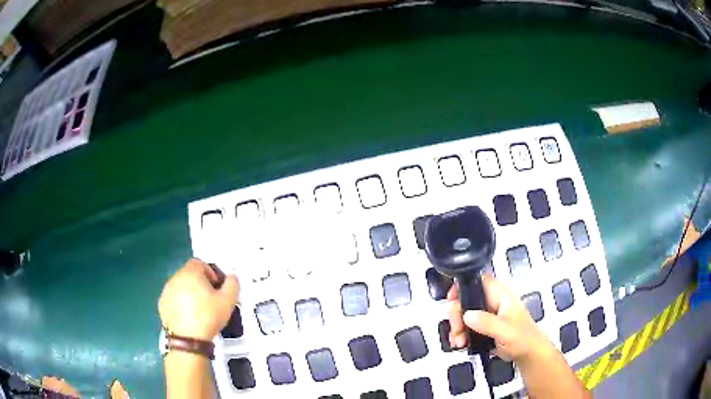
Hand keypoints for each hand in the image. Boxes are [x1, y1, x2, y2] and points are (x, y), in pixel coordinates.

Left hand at [158, 259, 238, 340]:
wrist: (188, 339)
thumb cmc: (208, 317)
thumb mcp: (228, 301)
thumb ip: (232, 284)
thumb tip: (232, 276)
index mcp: (191, 273)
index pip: (199, 262)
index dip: (210, 272)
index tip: (216, 287)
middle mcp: (175, 278)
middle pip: (189, 273)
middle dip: (199, 283)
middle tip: (210, 299)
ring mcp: (166, 291)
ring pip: (180, 285)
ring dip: (189, 292)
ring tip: (199, 309)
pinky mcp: (162, 303)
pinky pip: (173, 297)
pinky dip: (180, 303)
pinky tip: (189, 316)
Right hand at [448, 274, 552, 364]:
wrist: (528, 354)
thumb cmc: (522, 339)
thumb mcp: (505, 331)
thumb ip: (487, 322)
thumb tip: (467, 315)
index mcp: (500, 295)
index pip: (478, 281)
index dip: (462, 286)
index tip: (451, 301)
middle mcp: (492, 301)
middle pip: (466, 299)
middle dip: (457, 315)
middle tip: (456, 330)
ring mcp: (488, 314)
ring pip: (464, 314)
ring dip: (457, 328)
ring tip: (458, 342)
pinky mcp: (484, 326)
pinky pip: (466, 325)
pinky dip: (460, 334)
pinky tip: (460, 344)